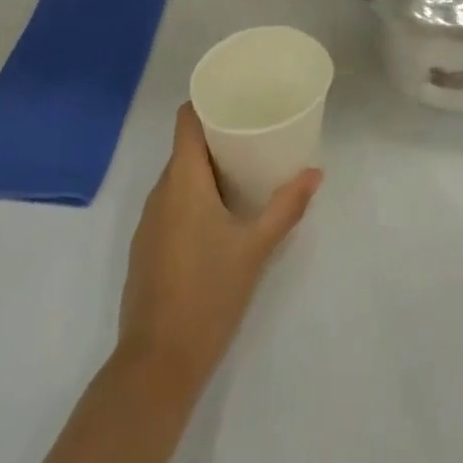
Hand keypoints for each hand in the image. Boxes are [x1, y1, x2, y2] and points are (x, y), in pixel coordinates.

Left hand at [118, 104, 320, 383]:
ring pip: (177, 178)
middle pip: (185, 147)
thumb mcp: (256, 248)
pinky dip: (192, 199)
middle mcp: (160, 191)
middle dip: (216, 138)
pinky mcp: (146, 249)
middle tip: (252, 135)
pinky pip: (170, 205)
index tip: (235, 98)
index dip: (206, 102)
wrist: (157, 364)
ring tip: (242, 172)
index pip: (186, 119)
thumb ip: (286, 207)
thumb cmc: (209, 293)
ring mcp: (148, 222)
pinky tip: (218, 218)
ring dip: (205, 171)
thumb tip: (316, 173)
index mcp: (183, 179)